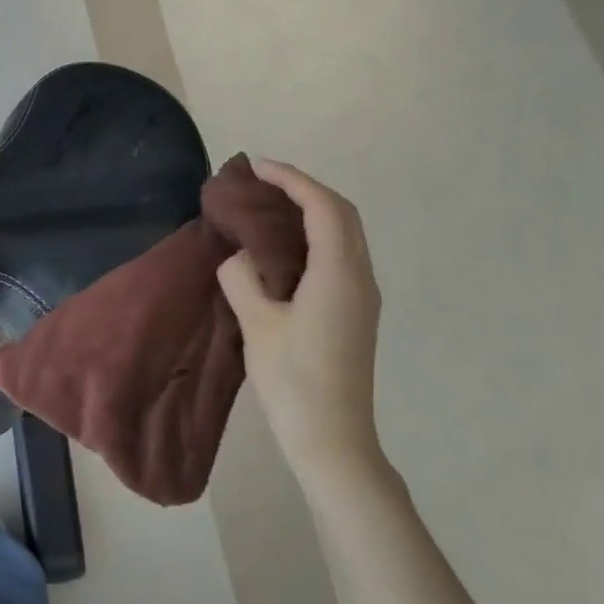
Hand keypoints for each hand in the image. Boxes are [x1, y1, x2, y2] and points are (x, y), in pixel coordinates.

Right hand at [216, 159, 383, 480]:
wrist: (331, 437)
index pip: (322, 207)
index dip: (291, 179)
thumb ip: (242, 277)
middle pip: (341, 214)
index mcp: (339, 274)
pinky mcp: (354, 311)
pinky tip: (281, 247)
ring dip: (310, 210)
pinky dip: (313, 235)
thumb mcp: (257, 323)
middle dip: (303, 188)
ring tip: (267, 206)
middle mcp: (360, 277)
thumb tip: (242, 258)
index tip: (255, 166)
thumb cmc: (294, 379)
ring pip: (343, 234)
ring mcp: (361, 295)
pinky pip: (338, 255)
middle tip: (260, 181)